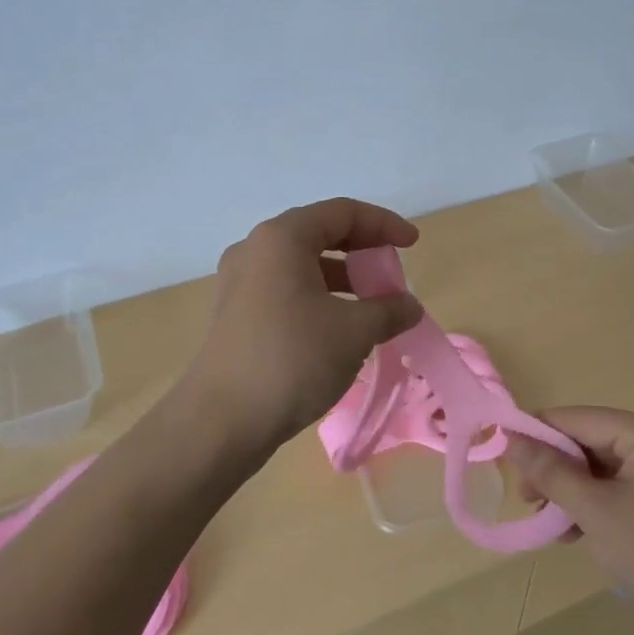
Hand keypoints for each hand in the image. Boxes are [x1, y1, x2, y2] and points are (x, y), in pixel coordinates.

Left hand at [183, 199, 425, 456]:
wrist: (221, 422)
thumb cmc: (292, 360)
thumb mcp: (354, 332)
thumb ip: (388, 310)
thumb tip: (409, 307)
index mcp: (282, 238)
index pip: (342, 212)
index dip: (383, 223)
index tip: (413, 243)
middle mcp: (256, 249)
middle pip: (319, 233)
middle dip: (362, 249)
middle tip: (392, 272)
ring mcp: (240, 282)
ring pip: (302, 264)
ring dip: (342, 277)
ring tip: (373, 306)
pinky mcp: (236, 314)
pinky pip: (286, 289)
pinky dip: (319, 297)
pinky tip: (340, 328)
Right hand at [505, 407, 633, 634]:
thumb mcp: (595, 511)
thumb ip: (550, 471)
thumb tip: (509, 438)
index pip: (580, 418)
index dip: (538, 433)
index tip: (504, 455)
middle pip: (590, 442)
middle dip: (555, 469)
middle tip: (525, 498)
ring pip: (600, 468)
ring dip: (570, 492)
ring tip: (546, 522)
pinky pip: (617, 488)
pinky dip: (592, 505)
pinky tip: (571, 533)